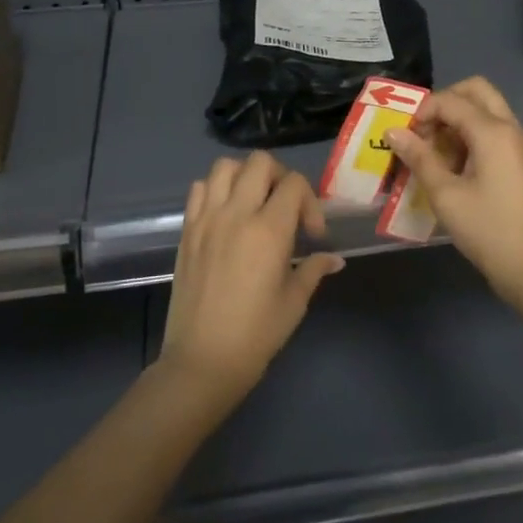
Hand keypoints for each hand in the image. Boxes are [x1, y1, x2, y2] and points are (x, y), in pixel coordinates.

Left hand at [158, 152, 343, 405]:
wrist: (202, 361)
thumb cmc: (256, 335)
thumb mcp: (294, 302)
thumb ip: (314, 269)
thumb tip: (334, 258)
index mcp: (268, 230)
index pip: (294, 184)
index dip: (310, 202)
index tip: (312, 234)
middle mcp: (236, 214)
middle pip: (260, 162)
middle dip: (281, 177)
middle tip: (285, 208)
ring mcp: (206, 219)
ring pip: (225, 166)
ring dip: (245, 176)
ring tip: (254, 204)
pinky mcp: (187, 230)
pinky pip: (199, 189)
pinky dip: (215, 189)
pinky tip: (226, 215)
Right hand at [386, 77, 522, 305]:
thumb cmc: (488, 231)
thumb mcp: (446, 195)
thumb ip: (419, 158)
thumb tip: (394, 132)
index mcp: (493, 132)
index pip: (451, 100)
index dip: (423, 112)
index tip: (406, 138)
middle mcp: (512, 130)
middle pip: (477, 91)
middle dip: (446, 103)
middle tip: (425, 133)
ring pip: (489, 112)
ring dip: (461, 122)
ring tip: (438, 158)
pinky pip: (499, 135)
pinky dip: (476, 139)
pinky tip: (461, 174)